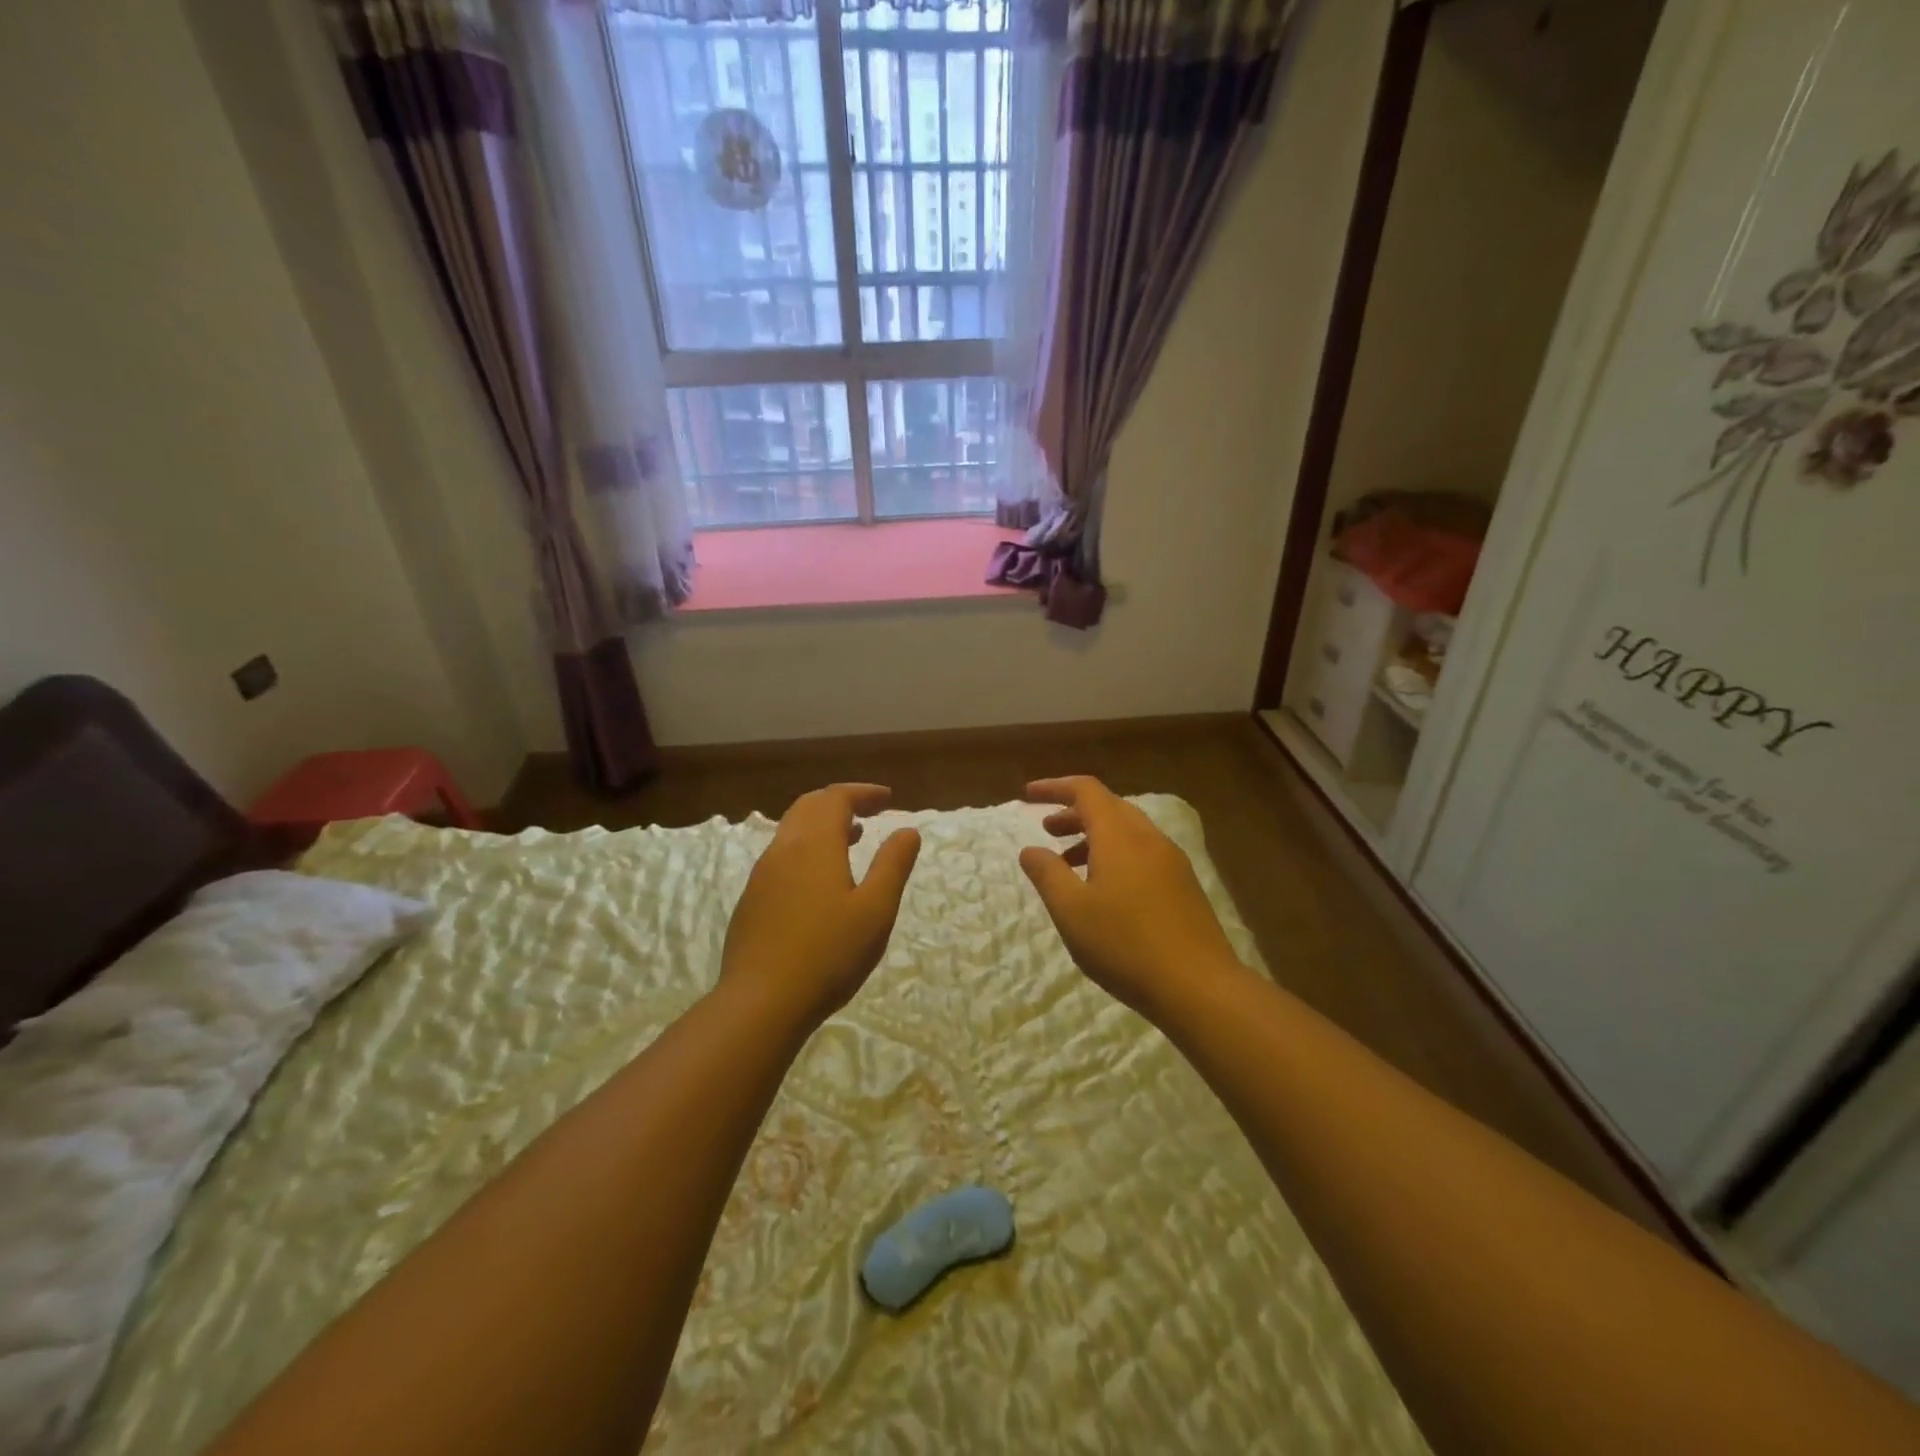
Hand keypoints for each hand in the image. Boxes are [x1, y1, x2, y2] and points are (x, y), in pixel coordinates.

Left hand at [720, 783, 921, 1028]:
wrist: (761, 1002)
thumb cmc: (828, 954)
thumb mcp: (876, 910)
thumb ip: (893, 865)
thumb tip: (907, 830)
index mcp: (814, 844)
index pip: (836, 798)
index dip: (863, 793)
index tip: (888, 799)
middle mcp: (784, 849)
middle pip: (809, 806)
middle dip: (841, 802)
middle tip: (870, 812)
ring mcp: (762, 875)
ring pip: (792, 831)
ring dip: (822, 825)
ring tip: (851, 838)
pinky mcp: (752, 901)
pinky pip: (781, 856)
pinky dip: (806, 848)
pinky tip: (820, 880)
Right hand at [1019, 776, 1246, 1019]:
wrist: (1199, 986)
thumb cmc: (1125, 945)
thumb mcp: (1071, 911)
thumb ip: (1047, 874)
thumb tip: (1030, 849)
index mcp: (1119, 835)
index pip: (1086, 791)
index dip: (1055, 788)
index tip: (1028, 796)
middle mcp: (1148, 838)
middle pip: (1108, 807)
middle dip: (1074, 813)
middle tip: (1047, 830)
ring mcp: (1171, 861)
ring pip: (1127, 832)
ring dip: (1094, 837)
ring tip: (1068, 864)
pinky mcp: (1184, 885)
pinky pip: (1142, 853)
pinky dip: (1115, 855)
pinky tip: (1105, 890)